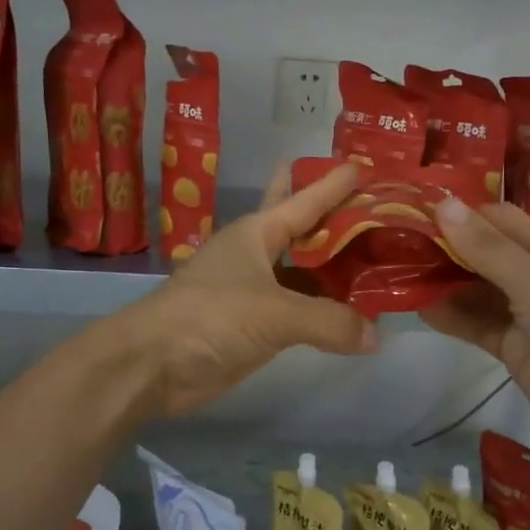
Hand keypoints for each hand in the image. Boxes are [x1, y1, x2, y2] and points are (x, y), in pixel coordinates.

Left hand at [123, 163, 376, 416]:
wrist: (152, 365)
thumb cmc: (211, 318)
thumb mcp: (274, 314)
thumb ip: (329, 321)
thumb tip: (375, 337)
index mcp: (256, 232)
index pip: (305, 199)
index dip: (333, 183)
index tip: (366, 165)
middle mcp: (257, 253)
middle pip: (303, 228)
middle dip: (335, 218)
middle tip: (376, 207)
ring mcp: (254, 289)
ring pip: (304, 270)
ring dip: (335, 268)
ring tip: (378, 259)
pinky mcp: (253, 323)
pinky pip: (300, 308)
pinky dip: (324, 308)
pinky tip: (351, 311)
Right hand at [422, 199, 529, 460]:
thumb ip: (486, 247)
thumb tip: (443, 204)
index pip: (507, 222)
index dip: (466, 216)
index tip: (420, 211)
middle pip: (491, 255)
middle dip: (450, 250)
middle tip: (401, 242)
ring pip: (481, 291)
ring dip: (447, 284)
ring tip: (401, 273)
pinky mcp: (516, 347)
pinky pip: (479, 324)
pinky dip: (453, 316)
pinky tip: (420, 308)